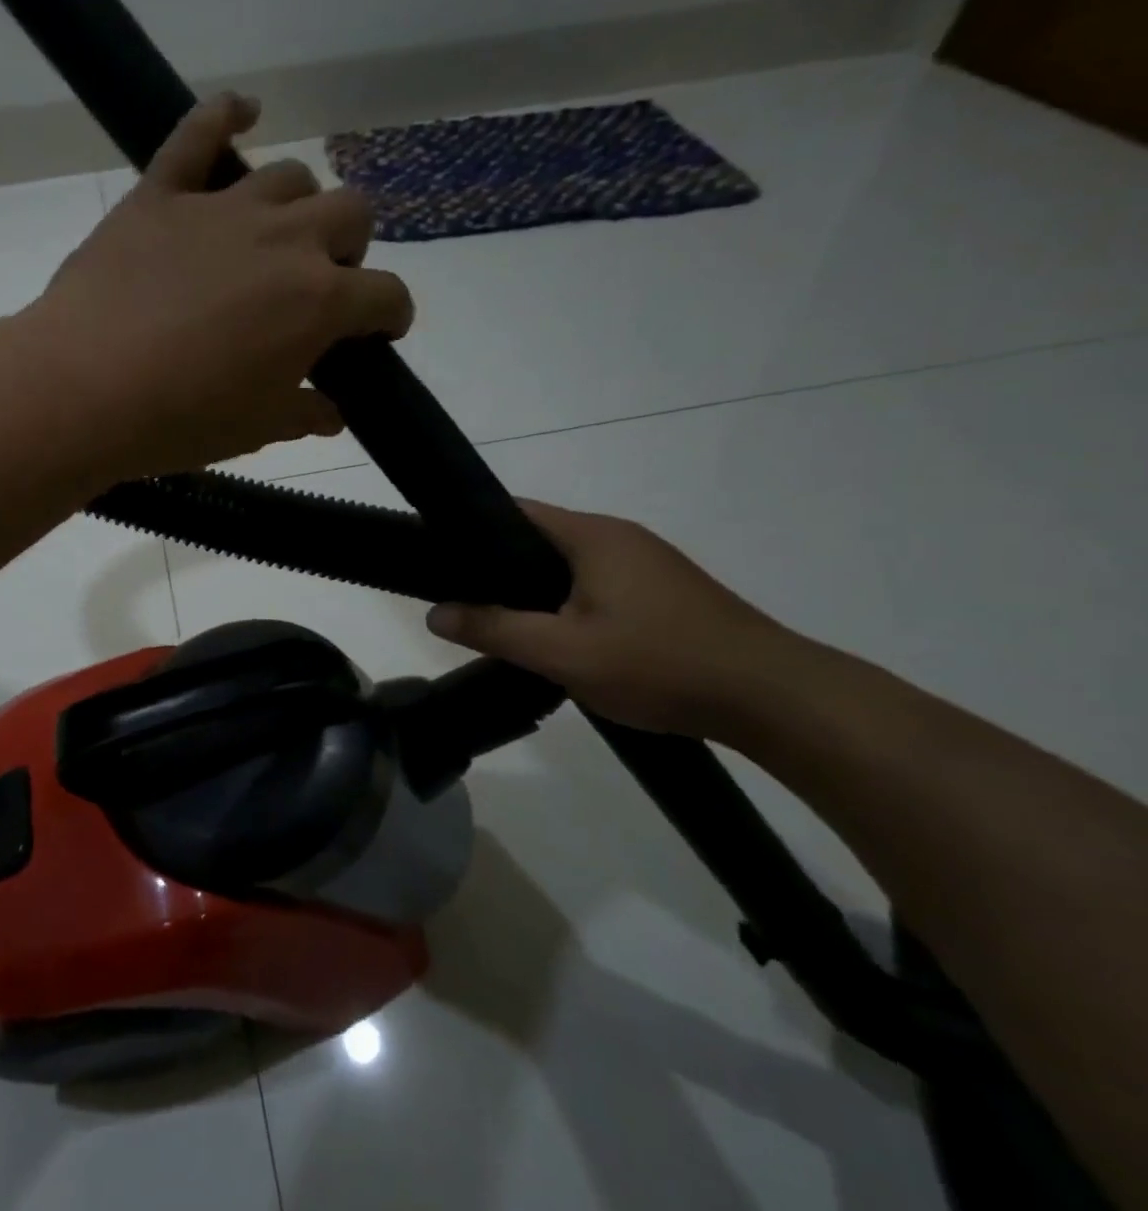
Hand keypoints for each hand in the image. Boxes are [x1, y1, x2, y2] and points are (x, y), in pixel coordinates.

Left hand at [20, 93, 412, 480]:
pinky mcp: (162, 194)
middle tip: (320, 284)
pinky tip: (241, 113)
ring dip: (299, 206)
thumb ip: (305, 414)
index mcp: (319, 301)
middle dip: (350, 249)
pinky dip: (224, 115)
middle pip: (350, 214)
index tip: (378, 333)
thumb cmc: (181, 420)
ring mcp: (222, 208)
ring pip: (290, 177)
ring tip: (277, 237)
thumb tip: (333, 412)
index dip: (390, 316)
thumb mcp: (256, 429)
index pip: (385, 295)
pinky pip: (197, 132)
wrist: (84, 390)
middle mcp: (285, 240)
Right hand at [425, 501, 807, 738]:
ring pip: (568, 566)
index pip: (514, 511)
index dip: (470, 529)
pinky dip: (567, 602)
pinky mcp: (665, 593)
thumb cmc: (660, 664)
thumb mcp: (563, 652)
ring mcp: (648, 564)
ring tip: (500, 622)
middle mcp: (620, 537)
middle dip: (498, 566)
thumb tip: (434, 613)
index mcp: (592, 536)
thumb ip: (494, 629)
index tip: (436, 557)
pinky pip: (596, 585)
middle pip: (539, 538)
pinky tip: (559, 638)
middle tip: (460, 599)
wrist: (776, 699)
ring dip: (534, 589)